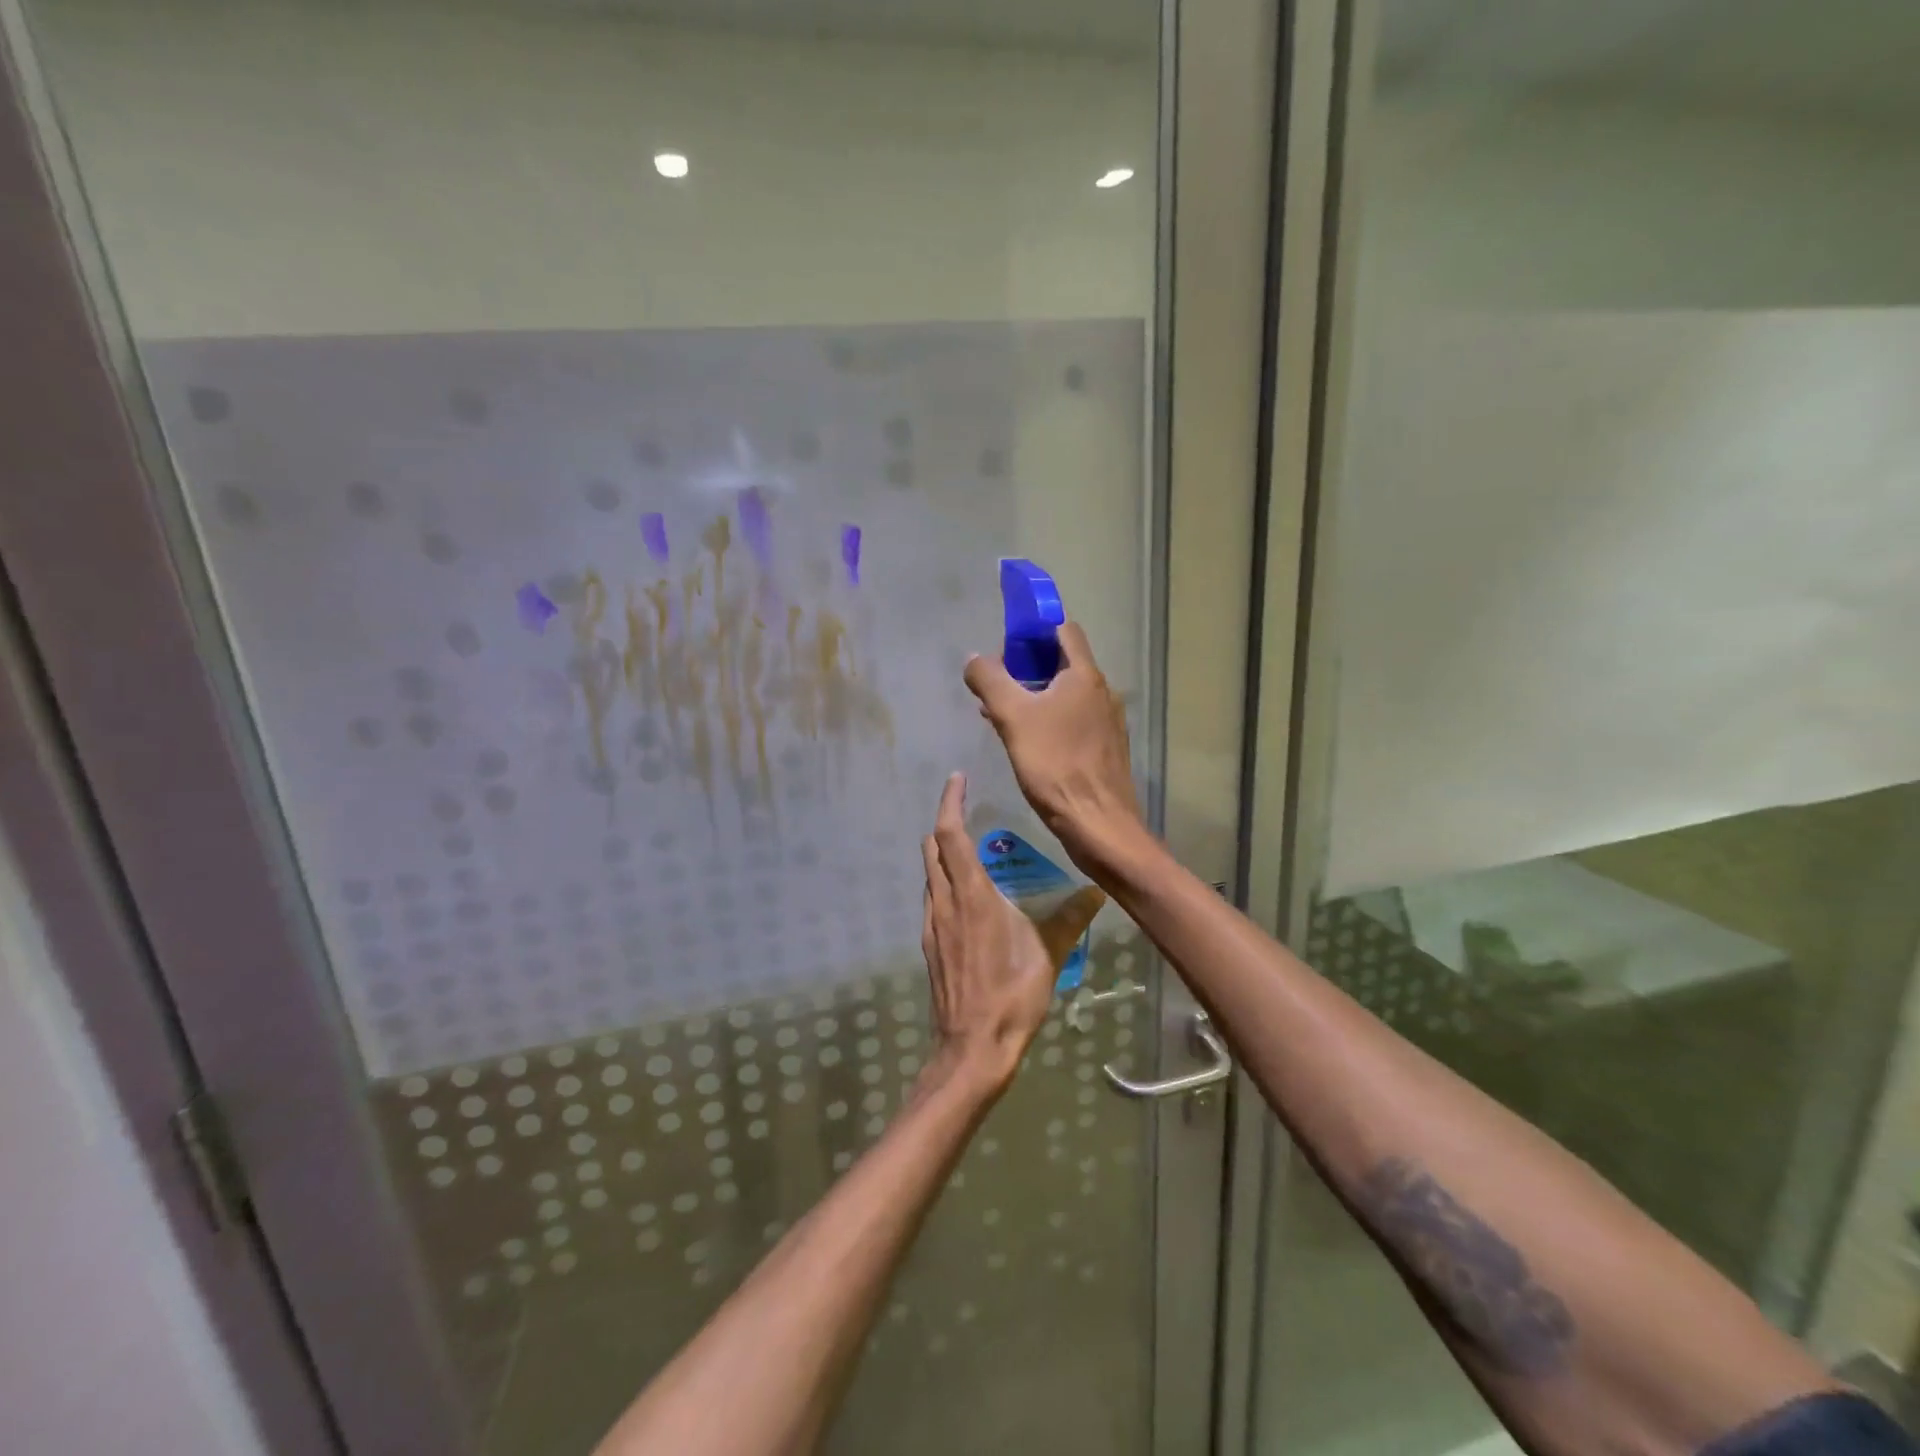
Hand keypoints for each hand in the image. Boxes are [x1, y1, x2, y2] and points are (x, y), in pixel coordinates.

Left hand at [920, 773, 1105, 1093]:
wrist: (972, 1047)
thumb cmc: (1012, 995)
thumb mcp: (1049, 953)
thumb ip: (1071, 918)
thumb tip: (1098, 892)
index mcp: (972, 894)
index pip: (951, 834)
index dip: (950, 803)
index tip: (956, 779)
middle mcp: (945, 902)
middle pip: (932, 848)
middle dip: (944, 824)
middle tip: (966, 813)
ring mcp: (932, 925)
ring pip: (929, 875)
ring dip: (941, 855)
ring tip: (968, 852)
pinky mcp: (929, 946)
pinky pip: (931, 900)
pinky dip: (941, 884)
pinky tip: (964, 899)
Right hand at [963, 622, 1146, 881]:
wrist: (1098, 823)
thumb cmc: (1055, 765)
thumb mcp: (1013, 718)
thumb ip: (990, 682)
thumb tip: (975, 659)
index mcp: (1084, 676)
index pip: (1062, 629)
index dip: (1033, 629)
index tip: (1005, 644)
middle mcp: (1102, 692)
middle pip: (1063, 662)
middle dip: (1026, 666)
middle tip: (996, 683)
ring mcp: (1107, 722)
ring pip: (1066, 694)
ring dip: (1035, 695)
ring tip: (1000, 713)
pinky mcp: (1105, 749)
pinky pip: (1073, 720)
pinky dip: (1048, 719)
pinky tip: (1026, 742)